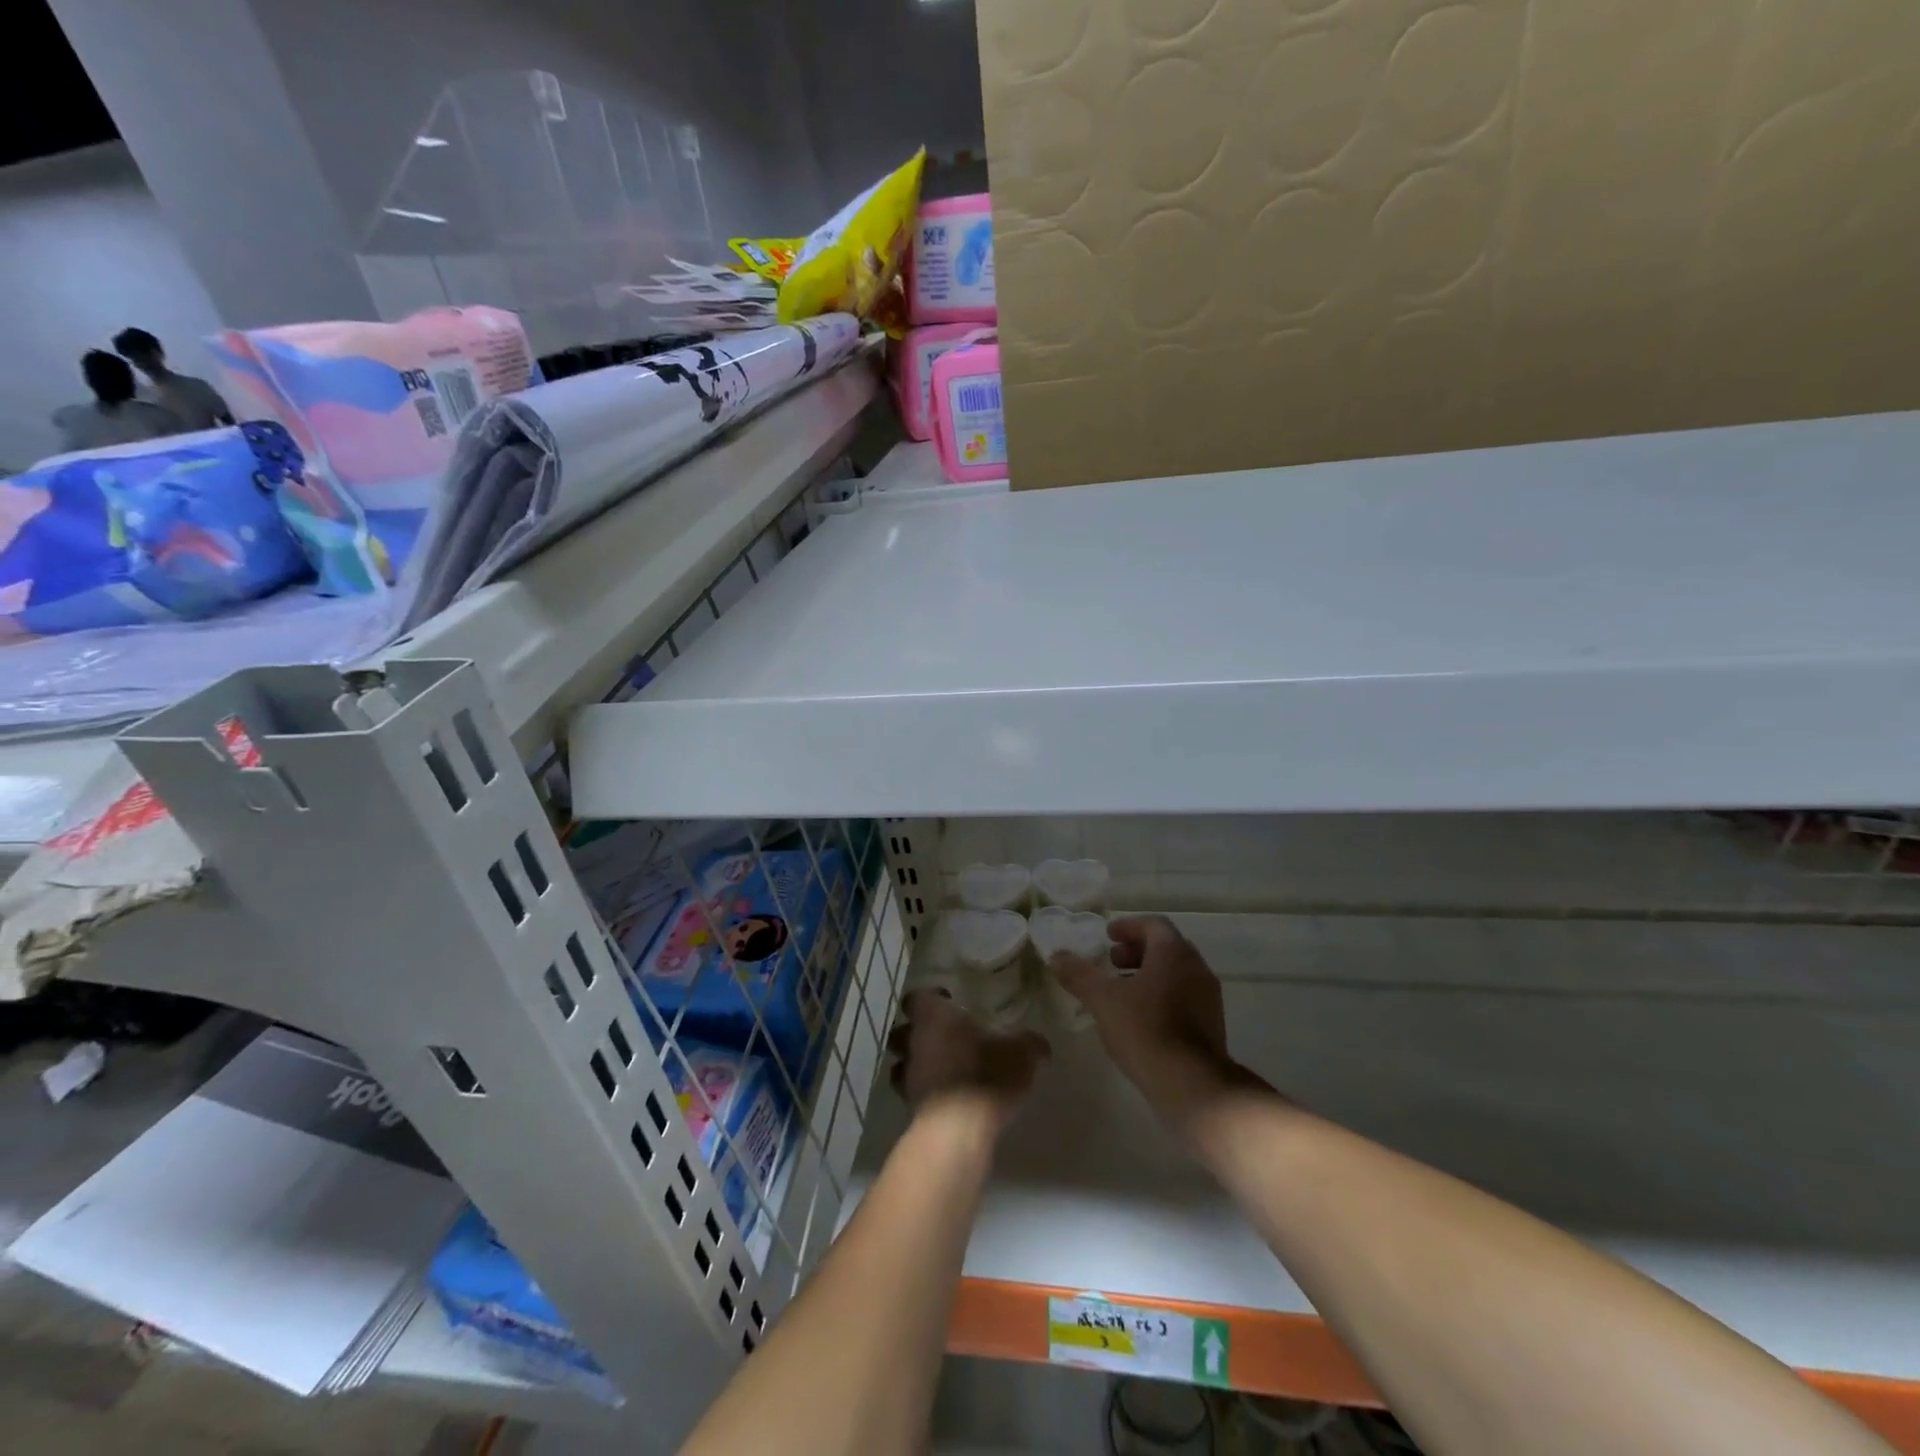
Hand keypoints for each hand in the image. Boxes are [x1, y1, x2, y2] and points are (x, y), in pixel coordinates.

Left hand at [887, 988, 1048, 1130]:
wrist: (958, 1129)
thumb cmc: (987, 1075)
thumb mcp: (1022, 1053)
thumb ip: (1030, 1044)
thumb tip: (1040, 1044)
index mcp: (934, 1016)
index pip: (917, 997)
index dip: (931, 999)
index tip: (950, 1005)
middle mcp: (914, 1040)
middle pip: (903, 1029)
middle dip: (917, 1032)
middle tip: (944, 1038)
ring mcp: (907, 1074)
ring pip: (902, 1062)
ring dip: (915, 1063)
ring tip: (941, 1069)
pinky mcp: (908, 1106)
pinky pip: (911, 1092)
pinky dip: (923, 1092)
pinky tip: (944, 1098)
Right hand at [1051, 916, 1249, 1122]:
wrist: (1193, 1085)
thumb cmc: (1145, 1030)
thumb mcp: (1103, 1000)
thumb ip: (1079, 975)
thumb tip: (1056, 955)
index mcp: (1174, 953)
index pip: (1153, 924)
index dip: (1128, 926)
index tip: (1107, 936)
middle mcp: (1196, 967)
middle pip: (1166, 947)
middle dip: (1136, 951)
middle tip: (1111, 962)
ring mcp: (1208, 997)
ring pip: (1176, 973)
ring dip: (1148, 974)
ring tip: (1121, 992)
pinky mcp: (1212, 1024)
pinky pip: (1184, 996)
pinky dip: (1161, 995)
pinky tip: (1141, 1018)